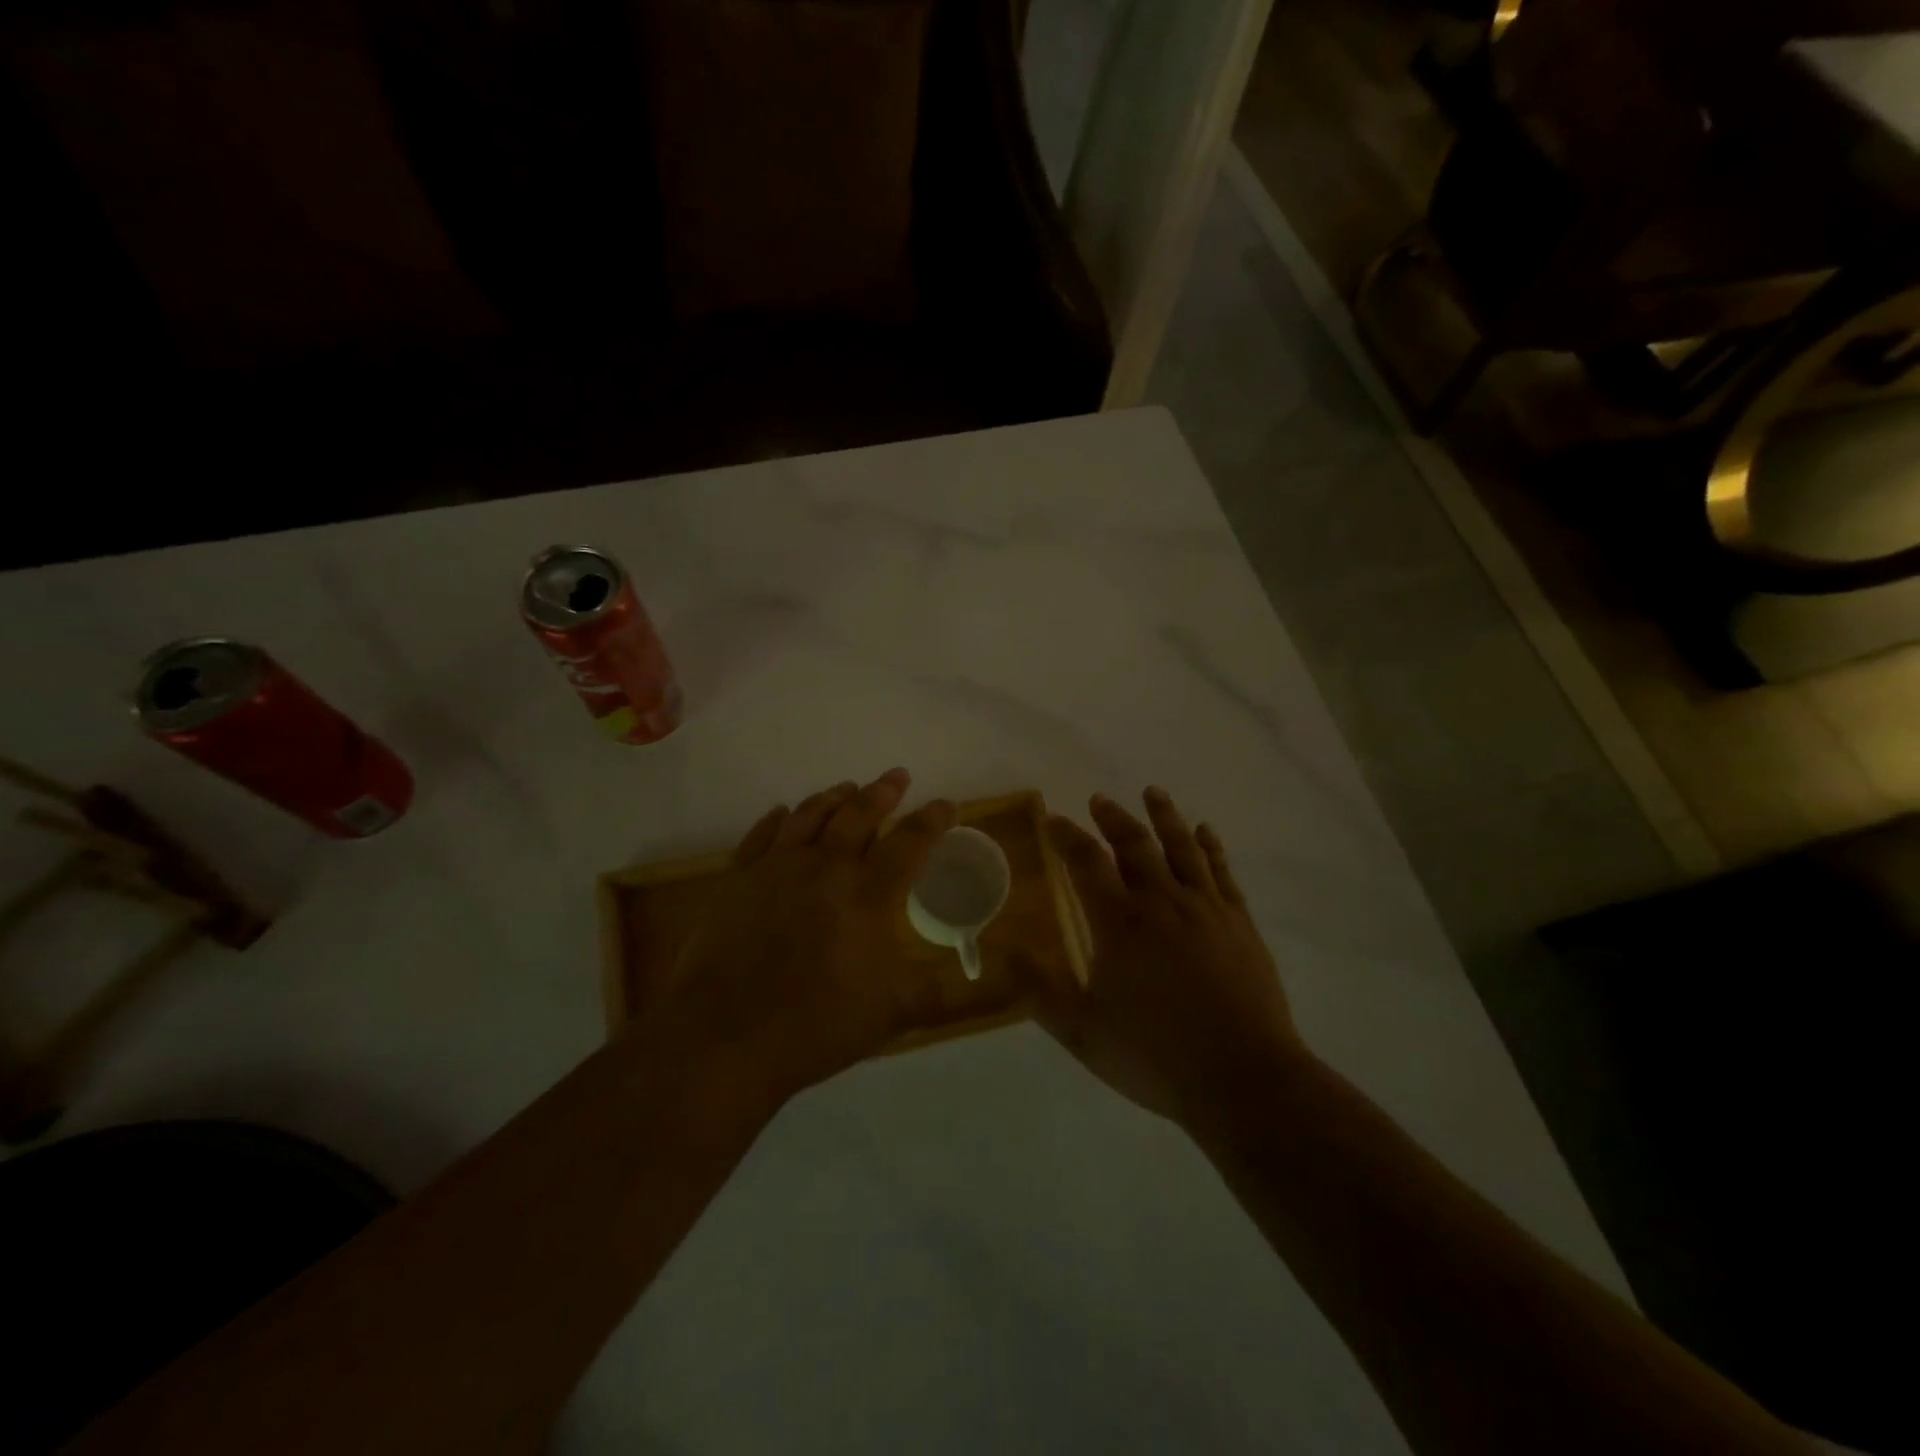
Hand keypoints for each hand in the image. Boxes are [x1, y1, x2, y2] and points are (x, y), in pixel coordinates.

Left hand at [664, 769, 956, 1107]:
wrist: (724, 1036)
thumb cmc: (816, 1024)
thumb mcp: (891, 1014)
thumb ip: (936, 992)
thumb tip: (987, 988)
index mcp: (868, 894)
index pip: (910, 843)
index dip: (932, 820)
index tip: (945, 803)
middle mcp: (825, 867)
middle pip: (859, 815)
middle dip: (883, 792)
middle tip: (897, 776)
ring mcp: (776, 868)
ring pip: (810, 815)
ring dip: (833, 796)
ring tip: (847, 787)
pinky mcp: (737, 879)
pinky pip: (760, 835)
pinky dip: (776, 819)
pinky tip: (781, 812)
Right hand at [1015, 788, 1303, 1130]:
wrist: (1244, 1079)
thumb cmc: (1155, 1055)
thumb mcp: (1082, 1032)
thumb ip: (1039, 991)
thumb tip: (1004, 950)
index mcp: (1121, 923)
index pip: (1086, 863)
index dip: (1067, 837)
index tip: (1054, 820)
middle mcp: (1162, 902)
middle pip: (1134, 845)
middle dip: (1113, 818)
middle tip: (1099, 800)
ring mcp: (1206, 909)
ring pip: (1182, 848)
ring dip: (1164, 816)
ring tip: (1153, 792)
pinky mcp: (1240, 923)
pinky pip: (1221, 871)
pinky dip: (1210, 847)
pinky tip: (1206, 832)